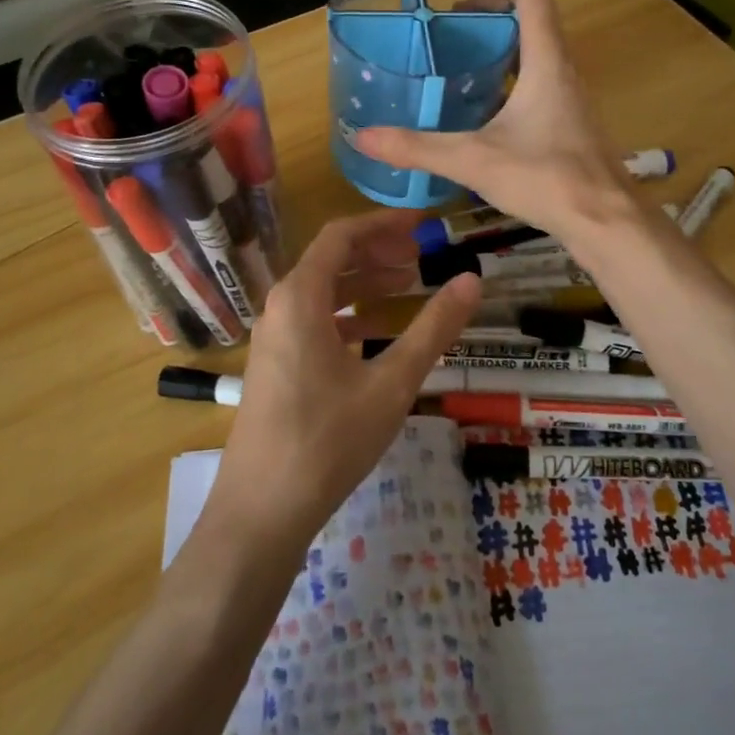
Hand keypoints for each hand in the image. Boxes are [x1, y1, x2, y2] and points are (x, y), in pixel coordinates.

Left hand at [209, 210, 480, 549]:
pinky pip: (314, 321)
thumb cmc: (327, 440)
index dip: (384, 223)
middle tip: (423, 256)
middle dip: (378, 252)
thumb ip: (433, 329)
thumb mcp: (391, 383)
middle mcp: (281, 306)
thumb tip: (473, 280)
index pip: (342, 235)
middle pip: (331, 260)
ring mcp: (273, 337)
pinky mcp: (275, 365)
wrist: (261, 511)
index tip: (423, 225)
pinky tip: (377, 334)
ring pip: (323, 292)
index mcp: (301, 296)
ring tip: (409, 287)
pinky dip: (348, 316)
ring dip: (365, 284)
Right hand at [355, 0, 633, 238]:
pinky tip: (484, 95)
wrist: (605, 221)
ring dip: (504, 30)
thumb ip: (419, 147)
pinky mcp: (568, 119)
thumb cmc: (548, 179)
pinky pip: (537, 73)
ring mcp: (569, 94)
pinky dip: (510, 65)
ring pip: (537, 43)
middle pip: (534, 10)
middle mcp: (562, 68)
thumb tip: (364, 137)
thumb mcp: (476, 160)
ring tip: (463, 41)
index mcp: (545, 60)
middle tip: (455, 3)